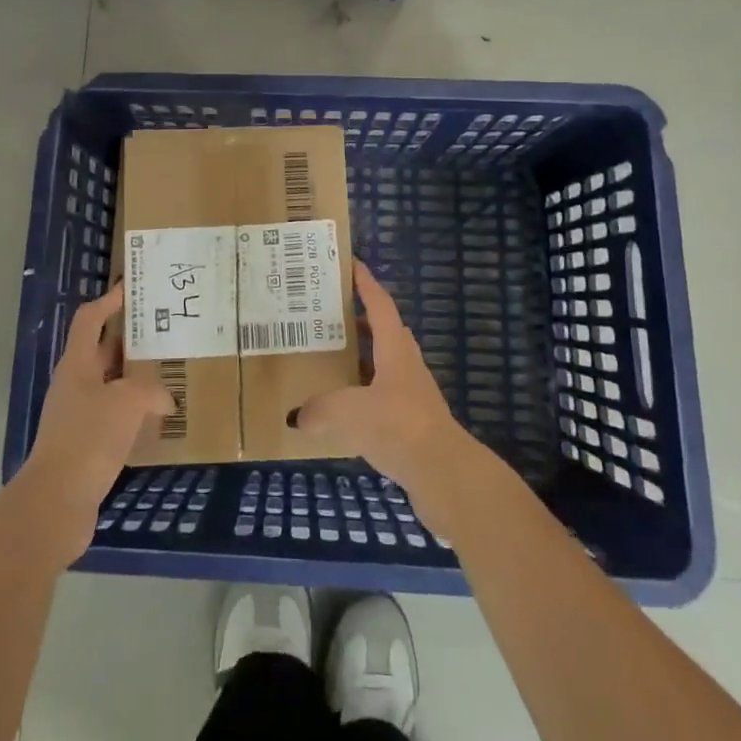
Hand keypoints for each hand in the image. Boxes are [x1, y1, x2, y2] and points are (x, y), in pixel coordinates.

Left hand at [16, 283, 172, 561]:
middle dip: (131, 341)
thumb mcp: (127, 402)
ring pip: (112, 386)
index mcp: (77, 364)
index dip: (109, 301)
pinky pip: (115, 418)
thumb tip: (164, 399)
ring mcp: (78, 416)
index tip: (132, 288)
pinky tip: (159, 420)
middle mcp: (75, 385)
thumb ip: (150, 390)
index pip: (90, 319)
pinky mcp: (86, 446)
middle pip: (103, 351)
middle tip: (166, 332)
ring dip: (137, 379)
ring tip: (171, 374)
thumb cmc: (89, 438)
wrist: (56, 503)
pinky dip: (135, 413)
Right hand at [293, 262, 473, 504]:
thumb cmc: (398, 427)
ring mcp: (413, 396)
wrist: (444, 475)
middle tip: (332, 314)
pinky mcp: (413, 424)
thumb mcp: (349, 412)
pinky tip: (345, 409)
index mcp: (395, 351)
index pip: (381, 306)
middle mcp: (407, 366)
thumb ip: (320, 410)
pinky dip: (365, 394)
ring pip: (385, 365)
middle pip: (386, 332)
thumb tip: (297, 416)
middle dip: (362, 319)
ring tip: (333, 359)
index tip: (352, 265)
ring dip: (364, 358)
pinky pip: (384, 397)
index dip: (366, 284)